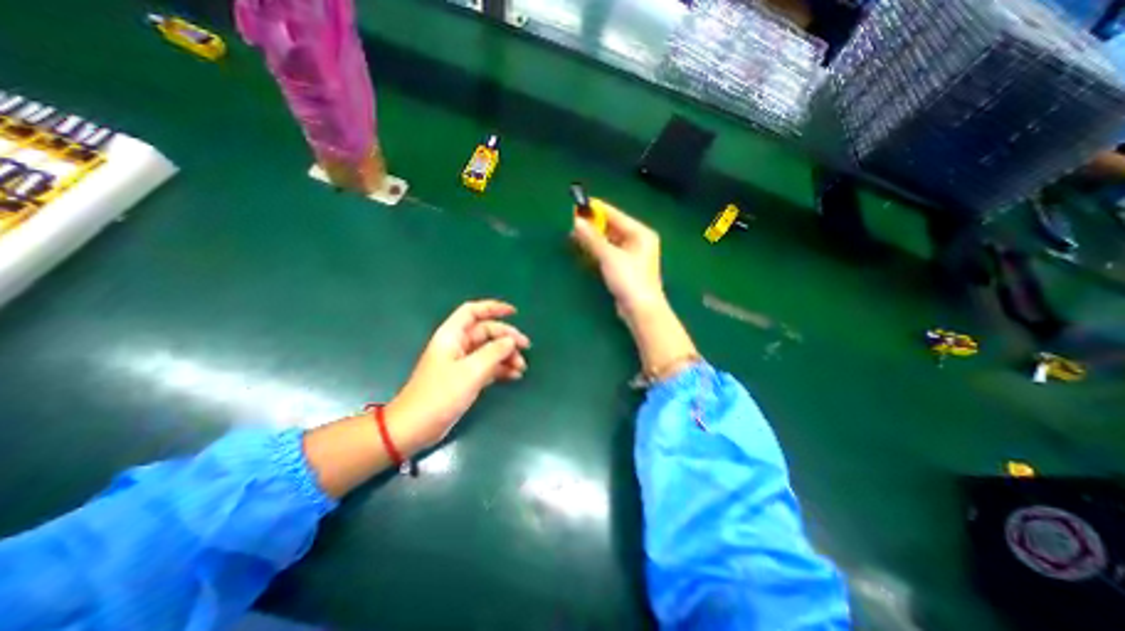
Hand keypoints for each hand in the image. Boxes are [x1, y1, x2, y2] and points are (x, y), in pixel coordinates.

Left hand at [384, 298, 530, 453]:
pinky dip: (501, 369)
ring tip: (521, 367)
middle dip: (506, 338)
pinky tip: (514, 376)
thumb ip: (494, 352)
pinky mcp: (464, 378)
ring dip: (506, 356)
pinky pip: (487, 366)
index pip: (473, 311)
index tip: (514, 312)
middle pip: (486, 332)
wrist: (416, 427)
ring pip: (489, 350)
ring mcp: (461, 362)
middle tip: (526, 347)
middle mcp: (457, 345)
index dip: (493, 308)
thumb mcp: (471, 371)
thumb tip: (511, 341)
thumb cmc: (440, 395)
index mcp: (452, 336)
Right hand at [574, 197, 660, 319]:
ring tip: (575, 234)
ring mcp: (633, 255)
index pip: (615, 215)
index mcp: (641, 233)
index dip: (597, 209)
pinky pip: (610, 253)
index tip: (579, 204)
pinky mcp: (626, 268)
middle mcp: (639, 241)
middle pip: (613, 227)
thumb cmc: (629, 279)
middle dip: (594, 225)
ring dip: (594, 238)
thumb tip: (577, 221)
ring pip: (610, 241)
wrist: (640, 310)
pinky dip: (598, 250)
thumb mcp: (609, 256)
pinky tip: (585, 249)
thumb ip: (592, 238)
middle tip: (574, 222)